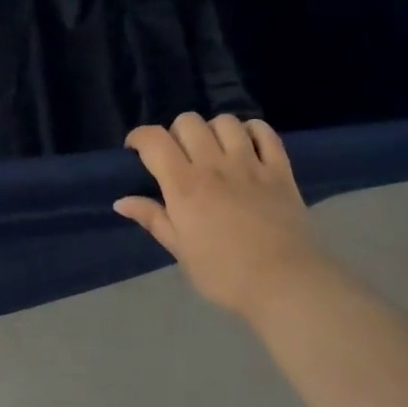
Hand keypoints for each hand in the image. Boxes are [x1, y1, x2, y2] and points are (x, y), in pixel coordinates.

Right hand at [115, 114, 334, 323]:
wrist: (286, 284)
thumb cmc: (225, 275)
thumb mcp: (181, 251)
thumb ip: (153, 219)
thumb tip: (121, 201)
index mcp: (185, 186)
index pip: (154, 140)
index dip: (139, 137)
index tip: (136, 150)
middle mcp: (214, 165)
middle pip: (188, 122)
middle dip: (176, 132)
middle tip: (178, 156)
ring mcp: (250, 164)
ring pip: (225, 122)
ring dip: (213, 130)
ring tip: (213, 150)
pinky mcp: (280, 169)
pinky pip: (265, 132)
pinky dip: (252, 131)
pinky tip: (247, 145)